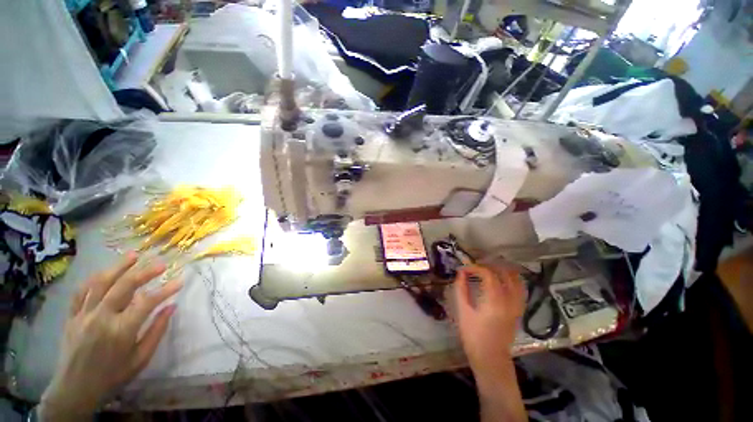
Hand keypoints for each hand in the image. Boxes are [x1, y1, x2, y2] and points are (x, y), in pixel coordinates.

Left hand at [40, 253, 182, 420]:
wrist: (75, 390)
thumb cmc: (113, 377)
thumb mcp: (140, 359)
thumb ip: (156, 331)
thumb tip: (171, 307)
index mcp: (121, 331)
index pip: (147, 302)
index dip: (165, 290)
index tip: (180, 281)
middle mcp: (101, 318)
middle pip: (123, 286)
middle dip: (144, 272)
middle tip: (161, 264)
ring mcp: (83, 315)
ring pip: (100, 283)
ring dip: (118, 267)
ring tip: (133, 256)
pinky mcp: (71, 316)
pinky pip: (81, 292)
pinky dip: (94, 279)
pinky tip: (105, 272)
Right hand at [454, 265, 524, 383]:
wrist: (491, 358)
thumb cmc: (473, 335)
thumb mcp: (463, 311)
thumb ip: (461, 289)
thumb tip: (461, 273)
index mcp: (494, 300)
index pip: (488, 274)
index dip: (475, 267)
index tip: (464, 269)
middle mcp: (509, 300)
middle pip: (505, 273)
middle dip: (489, 265)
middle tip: (476, 266)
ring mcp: (517, 305)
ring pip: (516, 280)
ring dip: (503, 270)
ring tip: (488, 268)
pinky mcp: (518, 310)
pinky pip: (519, 289)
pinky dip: (511, 279)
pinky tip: (502, 279)